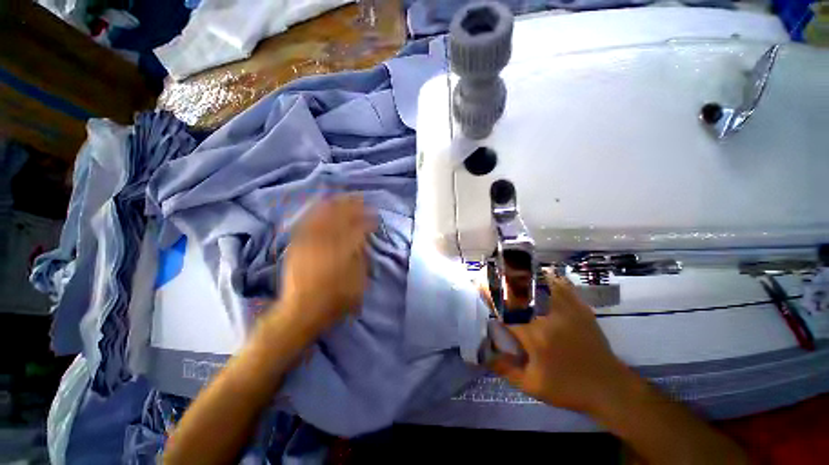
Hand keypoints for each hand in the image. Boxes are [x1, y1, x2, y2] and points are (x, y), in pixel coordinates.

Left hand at [275, 194, 375, 334]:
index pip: (359, 228)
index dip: (368, 220)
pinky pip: (307, 222)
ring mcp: (310, 241)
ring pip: (324, 215)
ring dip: (336, 204)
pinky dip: (316, 211)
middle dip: (354, 206)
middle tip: (362, 199)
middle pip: (341, 216)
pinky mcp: (298, 244)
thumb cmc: (335, 300)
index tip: (375, 217)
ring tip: (344, 197)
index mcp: (344, 251)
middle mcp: (327, 241)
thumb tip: (362, 242)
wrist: (301, 311)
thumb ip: (361, 259)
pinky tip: (322, 205)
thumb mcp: (358, 282)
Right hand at [489, 274, 634, 414]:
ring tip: (513, 270)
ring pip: (541, 283)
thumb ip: (505, 370)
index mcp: (534, 334)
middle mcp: (548, 316)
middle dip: (503, 280)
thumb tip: (483, 356)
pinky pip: (562, 285)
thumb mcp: (533, 385)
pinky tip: (543, 274)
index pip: (504, 310)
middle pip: (520, 290)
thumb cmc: (568, 388)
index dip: (489, 297)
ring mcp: (566, 309)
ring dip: (525, 275)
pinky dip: (550, 278)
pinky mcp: (579, 308)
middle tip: (493, 274)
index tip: (479, 288)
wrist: (609, 388)